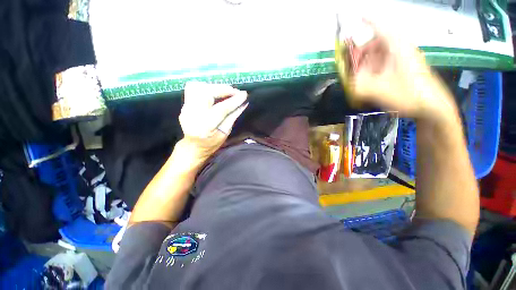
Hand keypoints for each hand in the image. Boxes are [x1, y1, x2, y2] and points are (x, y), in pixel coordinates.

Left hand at [178, 81, 247, 163]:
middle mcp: (193, 115)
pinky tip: (215, 92)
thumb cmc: (212, 143)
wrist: (193, 147)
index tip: (244, 94)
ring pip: (198, 87)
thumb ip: (233, 116)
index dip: (234, 101)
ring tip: (226, 91)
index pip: (221, 108)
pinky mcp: (184, 105)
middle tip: (235, 92)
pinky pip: (194, 89)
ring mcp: (186, 109)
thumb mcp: (225, 132)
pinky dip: (206, 87)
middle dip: (224, 89)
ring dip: (215, 87)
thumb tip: (243, 103)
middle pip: (207, 93)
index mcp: (206, 126)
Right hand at [349, 22, 456, 119]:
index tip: (354, 16)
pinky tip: (369, 81)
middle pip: (375, 43)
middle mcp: (399, 48)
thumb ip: (359, 87)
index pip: (379, 26)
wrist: (432, 106)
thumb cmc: (409, 95)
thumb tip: (349, 83)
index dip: (366, 19)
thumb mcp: (379, 91)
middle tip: (351, 65)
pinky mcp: (402, 67)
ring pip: (378, 54)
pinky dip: (373, 69)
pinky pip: (383, 63)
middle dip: (360, 52)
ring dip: (365, 63)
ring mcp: (402, 58)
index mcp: (396, 47)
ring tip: (359, 77)